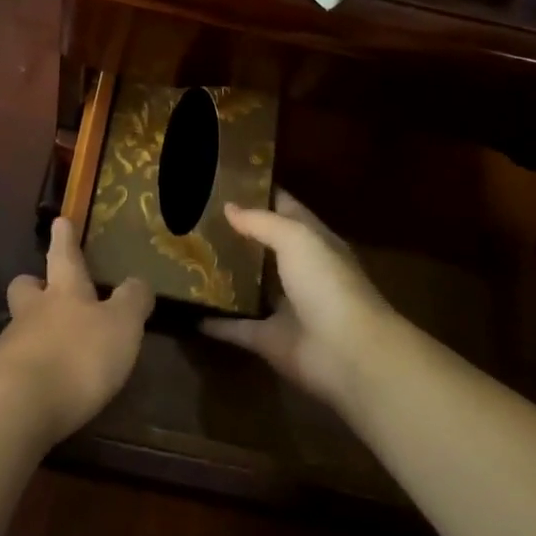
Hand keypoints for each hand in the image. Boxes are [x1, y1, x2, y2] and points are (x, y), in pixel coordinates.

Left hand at [0, 217, 152, 446]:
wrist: (18, 407)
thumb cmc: (77, 356)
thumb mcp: (122, 326)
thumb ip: (132, 302)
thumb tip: (138, 281)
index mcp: (64, 292)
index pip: (64, 256)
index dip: (64, 238)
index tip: (60, 221)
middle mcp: (33, 312)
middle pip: (26, 288)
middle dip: (34, 284)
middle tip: (43, 287)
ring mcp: (11, 346)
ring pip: (19, 326)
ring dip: (33, 330)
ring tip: (54, 345)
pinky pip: (16, 364)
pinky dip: (30, 367)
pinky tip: (44, 383)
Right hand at [202, 190, 398, 406]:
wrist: (348, 353)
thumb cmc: (327, 283)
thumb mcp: (296, 238)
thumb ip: (261, 221)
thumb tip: (228, 207)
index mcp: (313, 241)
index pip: (284, 207)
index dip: (258, 193)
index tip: (222, 181)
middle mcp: (299, 271)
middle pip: (263, 247)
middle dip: (234, 234)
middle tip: (193, 217)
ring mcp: (284, 307)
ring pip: (249, 286)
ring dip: (224, 276)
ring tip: (187, 258)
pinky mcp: (269, 339)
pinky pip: (236, 328)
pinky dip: (216, 323)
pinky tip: (188, 311)